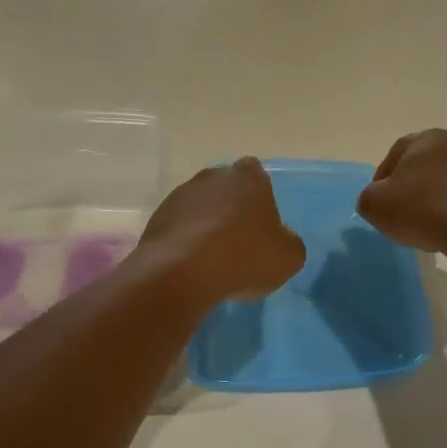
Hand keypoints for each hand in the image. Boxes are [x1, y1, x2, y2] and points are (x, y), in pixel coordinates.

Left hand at [139, 158, 305, 304]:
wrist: (181, 273)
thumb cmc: (244, 257)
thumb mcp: (289, 257)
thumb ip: (289, 242)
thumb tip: (280, 239)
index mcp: (248, 177)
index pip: (257, 174)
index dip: (260, 198)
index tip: (261, 224)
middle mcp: (212, 177)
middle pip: (226, 189)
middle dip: (231, 210)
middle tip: (239, 243)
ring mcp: (180, 195)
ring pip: (200, 207)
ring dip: (206, 226)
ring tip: (213, 260)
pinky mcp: (157, 218)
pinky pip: (179, 227)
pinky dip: (185, 241)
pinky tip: (192, 267)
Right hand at [357, 130, 446, 262]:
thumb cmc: (423, 210)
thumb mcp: (375, 205)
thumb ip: (369, 197)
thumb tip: (379, 198)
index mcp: (427, 139)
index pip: (396, 153)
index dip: (384, 178)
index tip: (380, 202)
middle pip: (427, 164)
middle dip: (415, 184)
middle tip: (405, 211)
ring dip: (440, 195)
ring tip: (431, 223)